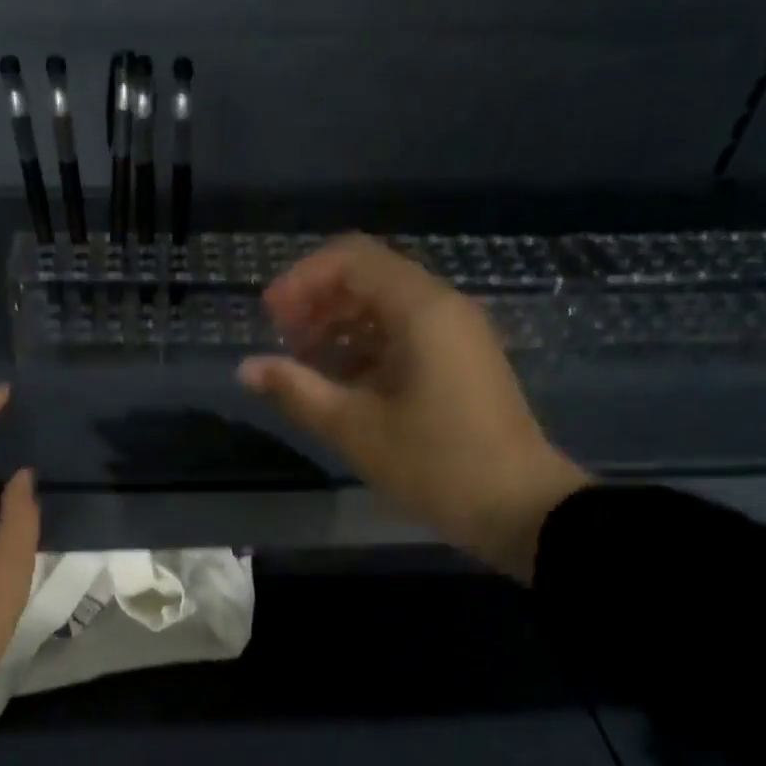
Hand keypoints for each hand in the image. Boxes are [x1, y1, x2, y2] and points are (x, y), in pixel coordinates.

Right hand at [238, 235, 588, 581]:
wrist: (518, 506)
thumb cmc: (434, 464)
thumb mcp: (354, 428)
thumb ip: (296, 390)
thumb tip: (247, 369)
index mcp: (421, 310)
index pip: (352, 259)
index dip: (302, 280)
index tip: (269, 318)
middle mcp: (443, 308)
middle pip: (370, 278)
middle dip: (319, 302)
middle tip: (283, 341)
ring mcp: (457, 335)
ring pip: (387, 308)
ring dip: (340, 326)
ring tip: (304, 365)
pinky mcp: (461, 363)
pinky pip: (405, 336)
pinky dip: (366, 348)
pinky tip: (341, 384)